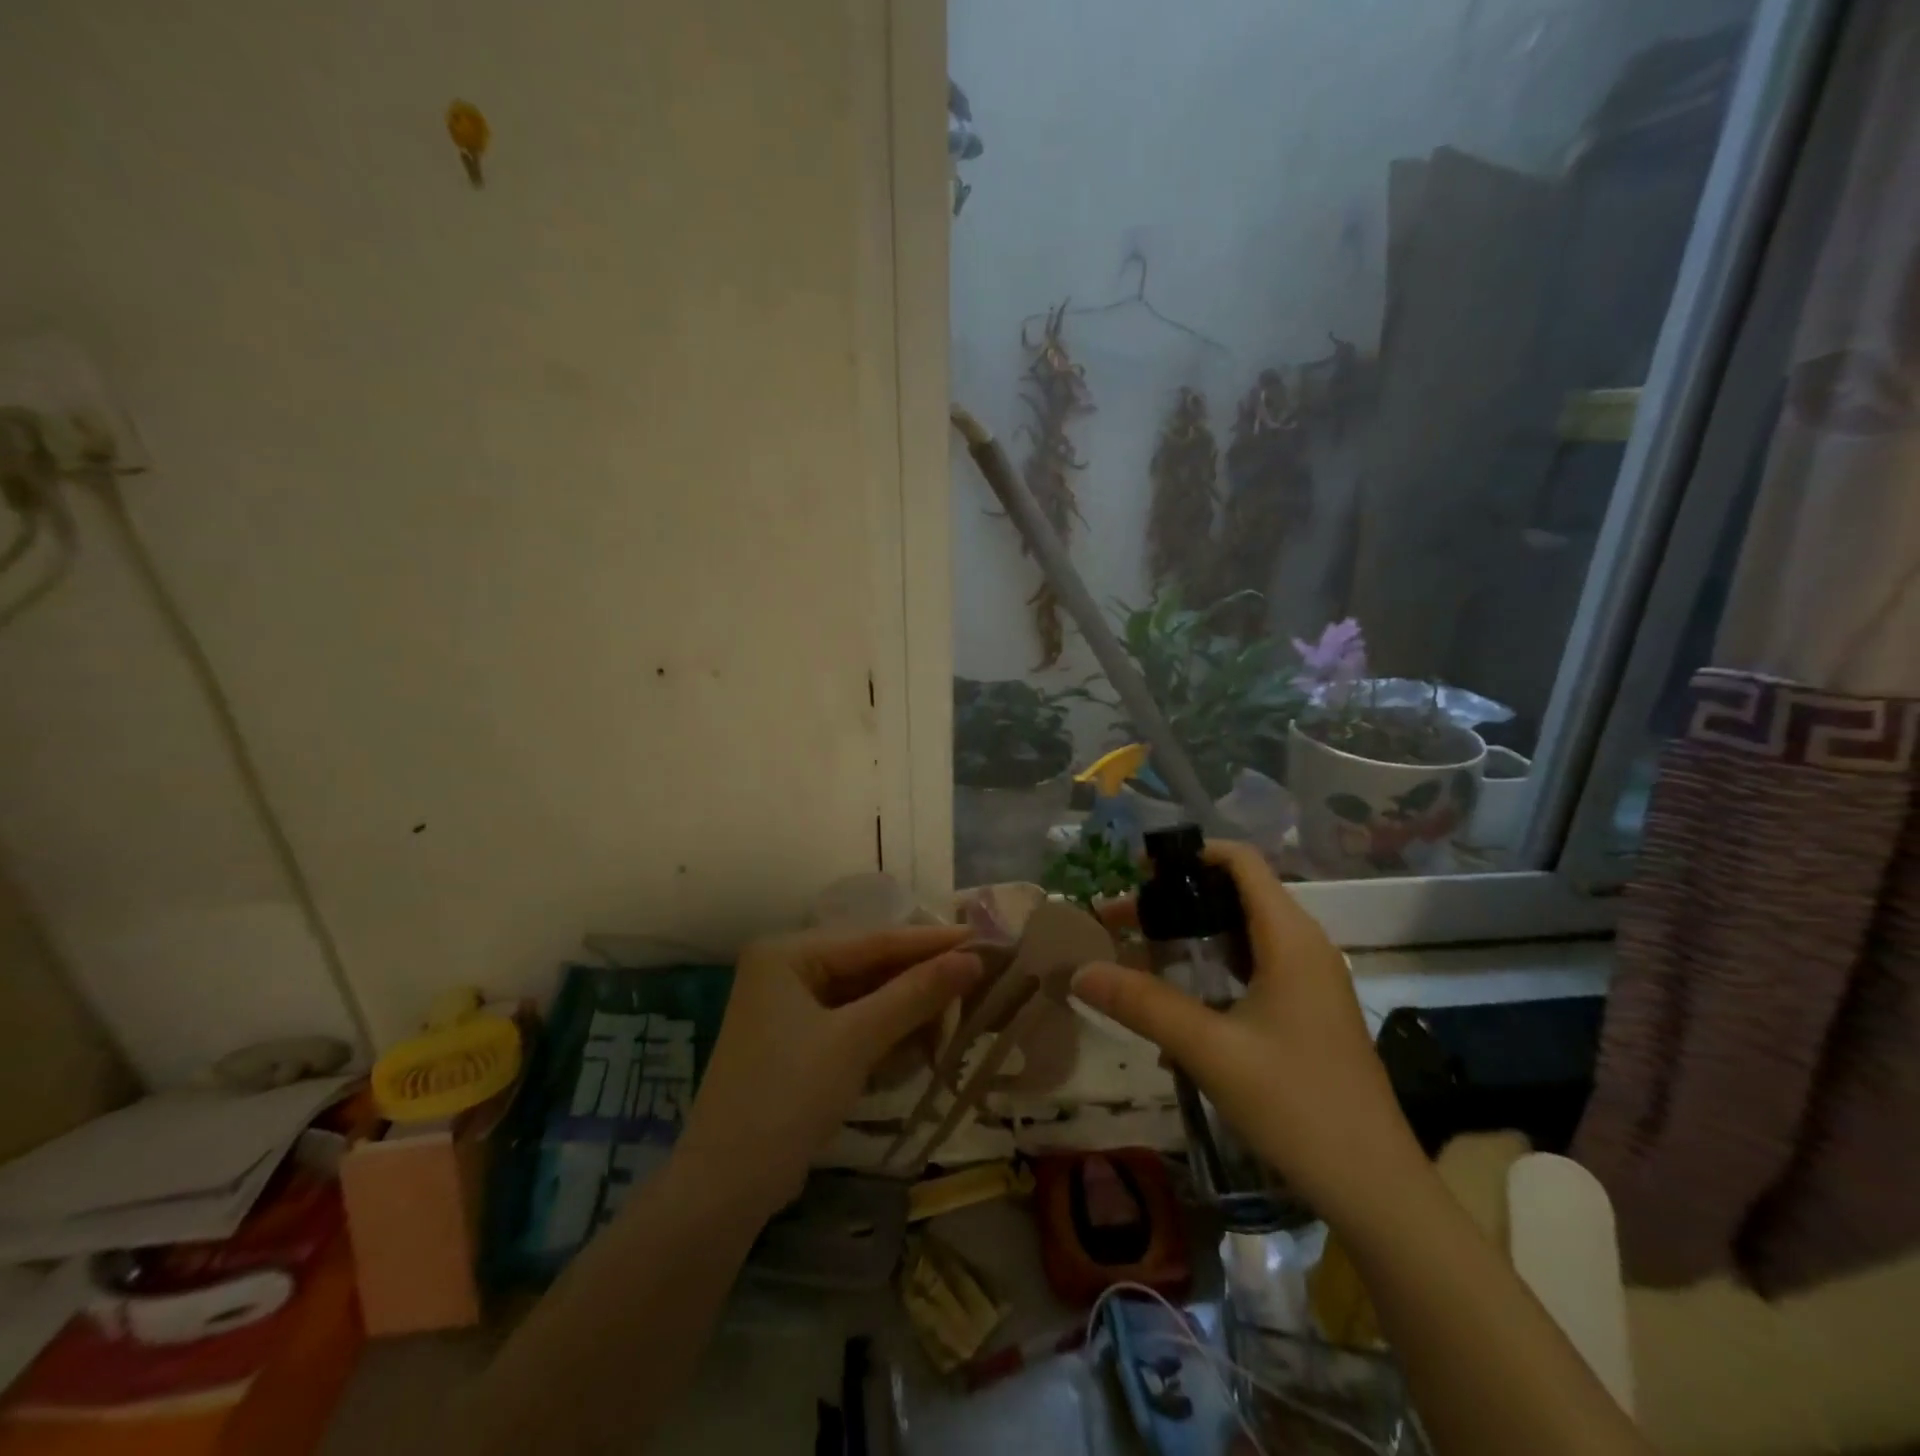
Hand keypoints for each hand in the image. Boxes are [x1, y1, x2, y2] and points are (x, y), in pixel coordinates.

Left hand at [676, 925, 980, 1215]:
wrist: (724, 1189)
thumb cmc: (786, 1098)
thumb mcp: (855, 1041)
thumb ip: (914, 995)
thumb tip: (973, 958)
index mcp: (787, 953)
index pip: (873, 940)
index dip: (930, 942)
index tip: (982, 938)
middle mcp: (787, 969)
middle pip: (870, 966)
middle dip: (920, 982)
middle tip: (976, 983)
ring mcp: (791, 1007)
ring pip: (866, 997)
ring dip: (907, 1012)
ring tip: (954, 1021)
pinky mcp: (800, 1042)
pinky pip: (854, 1023)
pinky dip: (886, 1034)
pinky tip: (920, 1046)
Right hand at [1072, 841, 1420, 1218]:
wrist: (1376, 1190)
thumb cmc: (1297, 1105)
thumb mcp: (1210, 1049)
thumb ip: (1142, 1004)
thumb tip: (1078, 972)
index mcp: (1290, 937)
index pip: (1240, 861)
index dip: (1188, 854)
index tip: (1136, 871)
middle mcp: (1304, 946)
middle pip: (1234, 896)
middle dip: (1175, 901)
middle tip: (1121, 922)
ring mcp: (1310, 981)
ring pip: (1241, 936)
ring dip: (1189, 940)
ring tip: (1138, 959)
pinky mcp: (1307, 1013)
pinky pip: (1252, 970)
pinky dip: (1211, 972)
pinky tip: (1176, 1011)